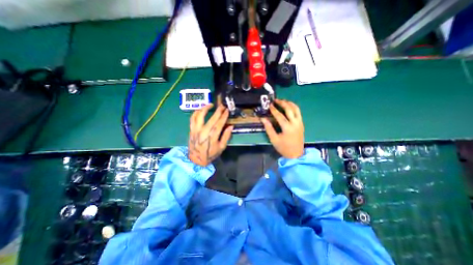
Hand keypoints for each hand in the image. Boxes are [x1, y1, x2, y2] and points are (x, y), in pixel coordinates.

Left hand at [188, 104, 233, 165]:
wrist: (196, 160)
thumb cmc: (210, 154)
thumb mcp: (221, 148)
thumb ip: (226, 136)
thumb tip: (231, 126)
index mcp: (212, 137)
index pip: (219, 124)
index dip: (224, 116)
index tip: (227, 111)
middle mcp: (203, 132)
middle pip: (211, 119)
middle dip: (218, 111)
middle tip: (222, 106)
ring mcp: (196, 130)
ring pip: (199, 116)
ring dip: (205, 108)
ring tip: (211, 104)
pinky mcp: (191, 130)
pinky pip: (192, 119)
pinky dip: (196, 112)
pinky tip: (200, 109)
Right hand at [261, 98, 304, 157]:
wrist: (296, 154)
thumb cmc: (284, 147)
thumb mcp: (274, 139)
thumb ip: (268, 128)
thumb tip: (263, 119)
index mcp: (287, 128)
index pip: (279, 116)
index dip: (274, 110)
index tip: (269, 105)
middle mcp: (295, 123)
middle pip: (289, 109)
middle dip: (282, 103)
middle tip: (276, 100)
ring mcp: (300, 123)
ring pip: (296, 109)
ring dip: (289, 103)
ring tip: (283, 101)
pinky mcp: (301, 124)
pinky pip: (298, 112)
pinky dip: (294, 107)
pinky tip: (289, 106)